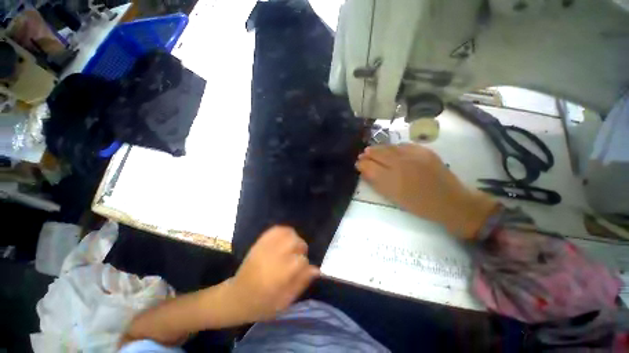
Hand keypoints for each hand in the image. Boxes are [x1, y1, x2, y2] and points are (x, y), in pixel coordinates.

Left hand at [226, 226, 319, 321]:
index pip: (301, 260)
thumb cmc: (261, 304)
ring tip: (291, 247)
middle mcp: (273, 257)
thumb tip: (316, 269)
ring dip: (293, 238)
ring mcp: (265, 248)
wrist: (236, 297)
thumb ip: (301, 284)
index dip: (304, 264)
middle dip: (301, 247)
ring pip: (287, 233)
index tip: (301, 270)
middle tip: (297, 256)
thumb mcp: (284, 302)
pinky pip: (275, 229)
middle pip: (295, 242)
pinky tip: (284, 239)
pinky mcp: (260, 242)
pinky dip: (284, 231)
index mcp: (279, 275)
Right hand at [355, 144, 497, 238]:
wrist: (449, 201)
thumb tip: (364, 172)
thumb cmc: (418, 204)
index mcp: (391, 180)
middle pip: (378, 154)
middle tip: (363, 155)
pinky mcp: (424, 151)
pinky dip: (394, 148)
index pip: (369, 166)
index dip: (361, 164)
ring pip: (389, 147)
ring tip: (373, 151)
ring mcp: (413, 155)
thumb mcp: (393, 198)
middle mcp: (400, 164)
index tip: (358, 164)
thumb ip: (376, 183)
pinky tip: (391, 151)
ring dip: (379, 149)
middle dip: (368, 154)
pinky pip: (403, 146)